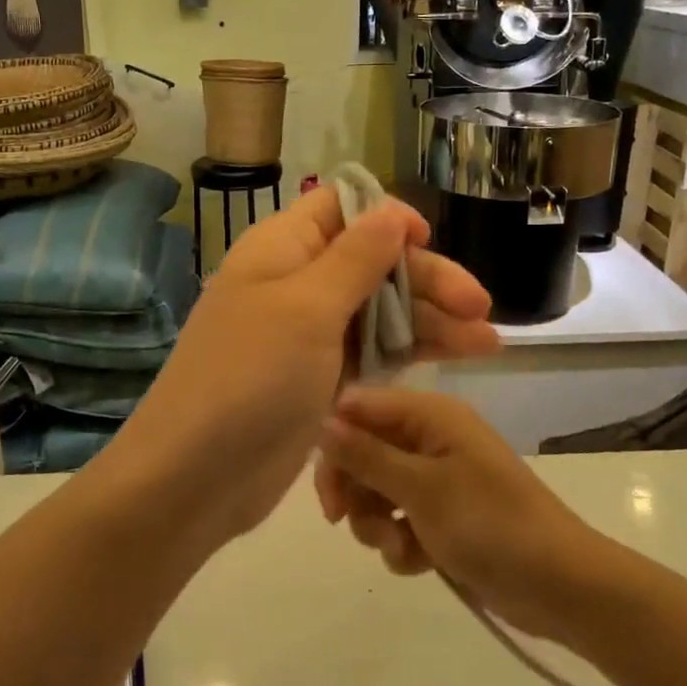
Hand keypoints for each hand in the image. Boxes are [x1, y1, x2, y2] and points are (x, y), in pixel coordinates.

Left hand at [107, 185, 499, 546]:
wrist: (197, 476)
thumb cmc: (251, 377)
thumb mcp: (307, 308)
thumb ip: (356, 257)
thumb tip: (391, 211)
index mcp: (282, 250)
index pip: (340, 208)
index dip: (386, 218)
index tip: (428, 241)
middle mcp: (296, 283)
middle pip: (372, 263)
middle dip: (426, 279)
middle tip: (480, 307)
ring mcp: (308, 335)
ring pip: (380, 310)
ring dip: (431, 320)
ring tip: (489, 342)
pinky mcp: (320, 378)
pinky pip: (373, 351)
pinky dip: (411, 352)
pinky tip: (457, 357)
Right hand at [315, 387, 606, 639]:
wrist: (558, 585)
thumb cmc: (489, 524)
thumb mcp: (421, 488)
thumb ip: (366, 455)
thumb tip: (321, 421)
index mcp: (430, 415)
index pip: (360, 407)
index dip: (335, 440)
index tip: (326, 485)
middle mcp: (431, 438)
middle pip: (363, 451)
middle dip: (354, 490)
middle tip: (343, 520)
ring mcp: (437, 479)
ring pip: (376, 491)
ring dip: (377, 524)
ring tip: (401, 546)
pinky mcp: (442, 516)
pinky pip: (399, 521)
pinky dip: (402, 543)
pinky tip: (423, 562)